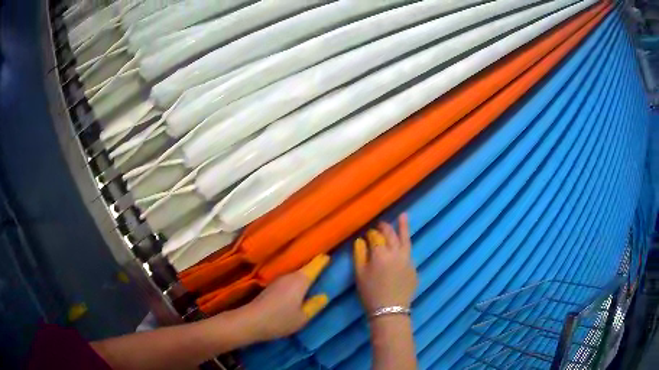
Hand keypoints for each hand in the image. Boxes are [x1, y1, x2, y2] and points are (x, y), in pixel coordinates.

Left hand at [240, 254, 329, 340]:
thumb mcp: (303, 317)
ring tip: (315, 278)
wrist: (251, 321)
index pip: (315, 265)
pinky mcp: (271, 287)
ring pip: (296, 274)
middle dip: (316, 266)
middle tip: (327, 267)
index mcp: (300, 280)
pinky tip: (299, 290)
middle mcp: (289, 276)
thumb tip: (324, 295)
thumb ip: (315, 305)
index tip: (331, 255)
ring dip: (305, 274)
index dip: (324, 260)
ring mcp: (278, 280)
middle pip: (305, 267)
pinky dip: (297, 281)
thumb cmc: (280, 320)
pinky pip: (289, 280)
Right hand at [354, 213, 416, 312]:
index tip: (367, 234)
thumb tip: (361, 240)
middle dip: (385, 228)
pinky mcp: (414, 267)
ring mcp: (407, 259)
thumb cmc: (370, 293)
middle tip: (381, 224)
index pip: (375, 237)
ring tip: (403, 216)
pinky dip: (405, 245)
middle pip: (391, 235)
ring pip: (405, 240)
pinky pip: (408, 252)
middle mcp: (396, 252)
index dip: (371, 234)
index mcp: (380, 254)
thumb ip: (359, 254)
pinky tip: (403, 244)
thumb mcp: (360, 274)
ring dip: (403, 227)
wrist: (390, 310)